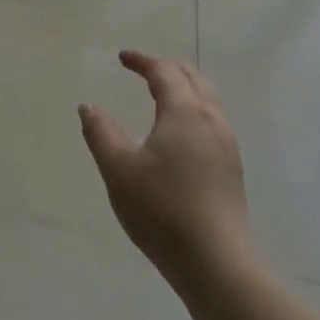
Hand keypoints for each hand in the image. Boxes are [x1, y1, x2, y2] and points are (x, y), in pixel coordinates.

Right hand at [79, 51, 252, 286]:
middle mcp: (212, 122)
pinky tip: (178, 134)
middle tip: (144, 69)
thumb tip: (88, 106)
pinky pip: (212, 123)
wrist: (215, 262)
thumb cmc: (161, 210)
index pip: (165, 72)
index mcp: (185, 114)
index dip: (143, 61)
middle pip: (194, 79)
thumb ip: (101, 133)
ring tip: (161, 95)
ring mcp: (226, 146)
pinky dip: (193, 111)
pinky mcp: (231, 170)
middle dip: (168, 68)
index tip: (122, 57)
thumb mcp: (118, 169)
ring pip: (208, 101)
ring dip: (184, 89)